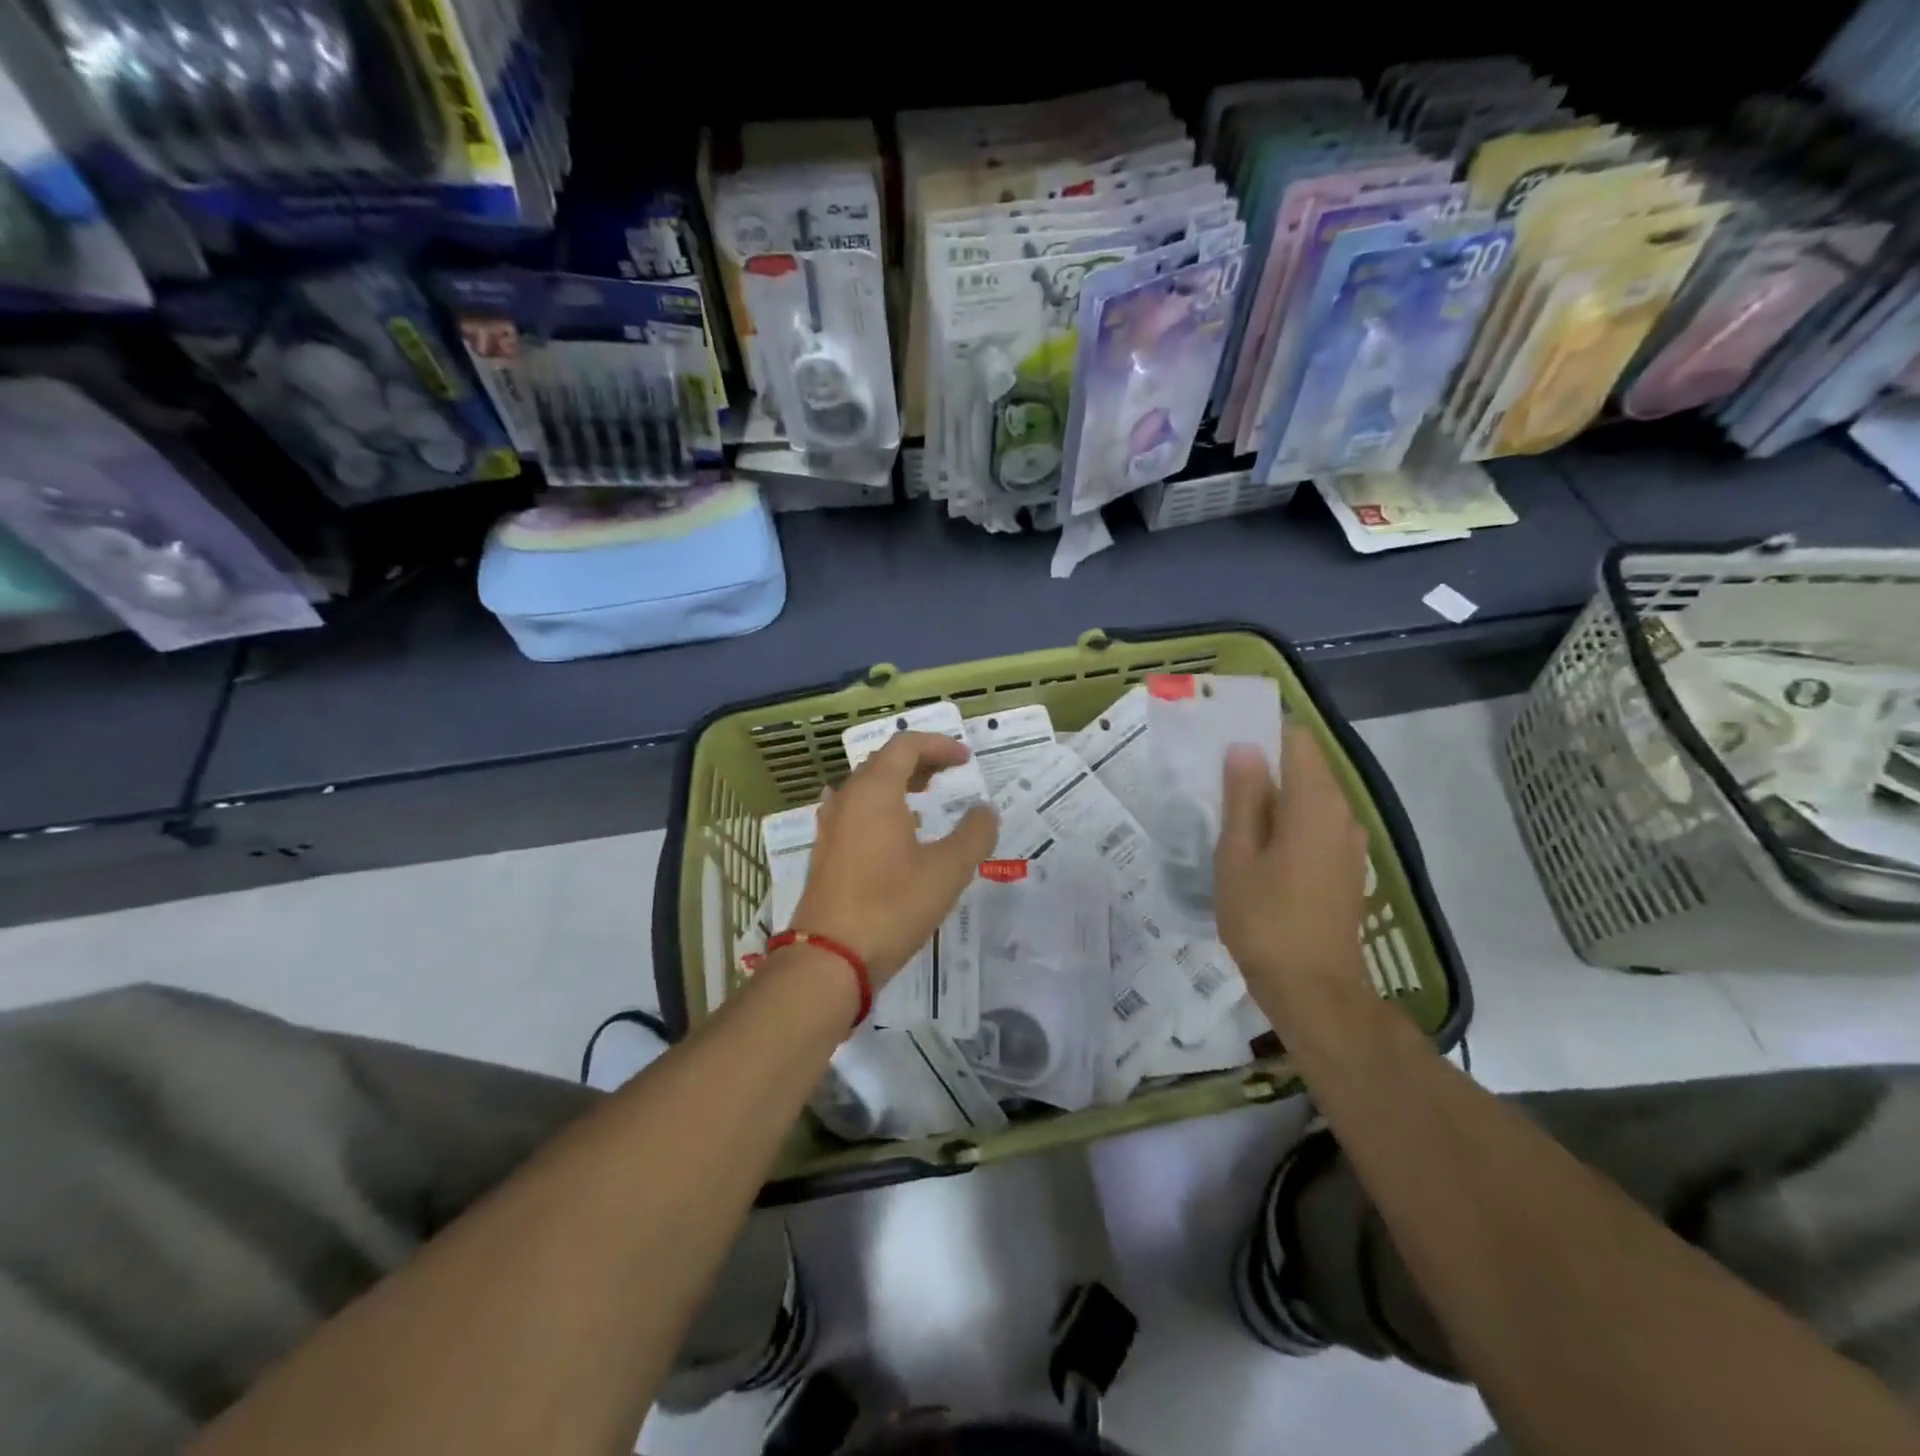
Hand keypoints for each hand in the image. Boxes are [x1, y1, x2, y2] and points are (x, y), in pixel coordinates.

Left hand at [792, 732, 999, 983]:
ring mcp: (830, 826)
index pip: (906, 745)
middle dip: (920, 761)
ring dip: (898, 783)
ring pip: (866, 787)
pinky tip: (897, 833)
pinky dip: (880, 807)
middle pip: (883, 762)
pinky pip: (855, 811)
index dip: (939, 745)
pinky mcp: (825, 852)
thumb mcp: (948, 871)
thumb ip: (974, 834)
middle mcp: (847, 799)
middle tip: (950, 773)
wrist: (829, 957)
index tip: (966, 759)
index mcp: (874, 791)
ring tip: (926, 798)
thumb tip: (985, 810)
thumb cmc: (892, 906)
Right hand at [1215, 721, 1370, 1019]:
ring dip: (1273, 795)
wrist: (1315, 991)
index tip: (1224, 740)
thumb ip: (1242, 798)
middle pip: (1305, 766)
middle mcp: (1341, 813)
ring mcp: (1348, 842)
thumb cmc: (1266, 920)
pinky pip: (1315, 824)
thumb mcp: (1237, 856)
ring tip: (1228, 811)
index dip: (1262, 731)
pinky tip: (1254, 844)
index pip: (1296, 740)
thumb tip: (1244, 749)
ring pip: (1309, 797)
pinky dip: (1287, 821)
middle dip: (1263, 764)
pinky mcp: (1345, 867)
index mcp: (1315, 804)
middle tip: (1215, 778)